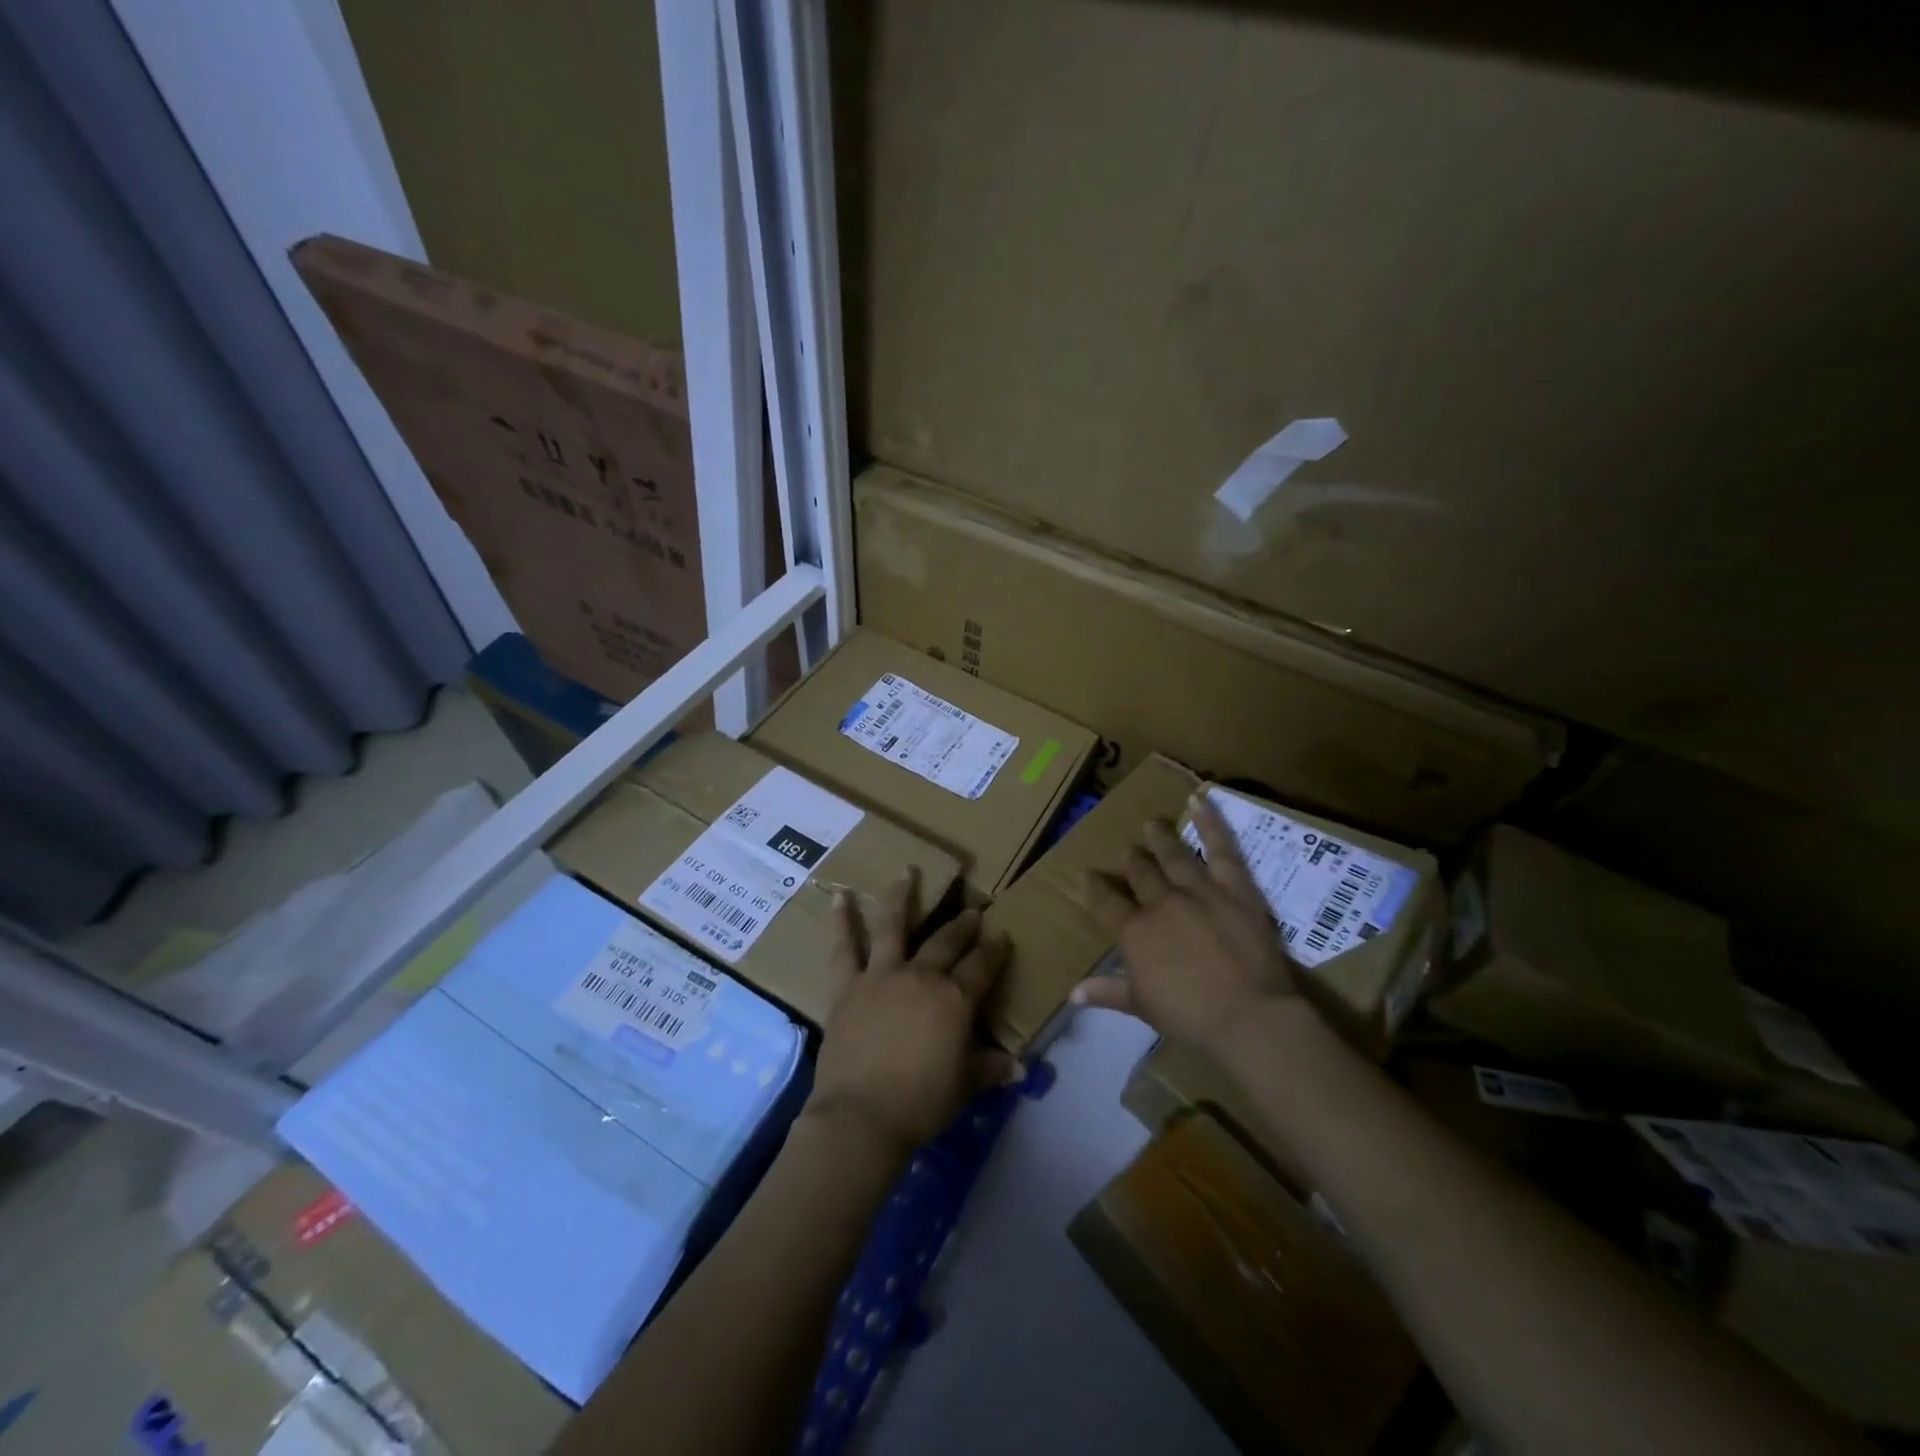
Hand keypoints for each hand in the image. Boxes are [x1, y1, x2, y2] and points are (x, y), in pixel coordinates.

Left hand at [806, 872, 1019, 1162]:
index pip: (982, 966)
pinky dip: (841, 922)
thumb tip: (1021, 1068)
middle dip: (961, 925)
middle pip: (945, 942)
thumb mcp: (964, 1086)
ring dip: (902, 897)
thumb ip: (990, 1069)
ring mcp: (881, 976)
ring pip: (893, 926)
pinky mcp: (847, 986)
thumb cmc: (920, 1103)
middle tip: (971, 911)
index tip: (1002, 935)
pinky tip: (840, 897)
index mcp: (954, 999)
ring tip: (907, 871)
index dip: (995, 950)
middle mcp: (920, 976)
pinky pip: (844, 948)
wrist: (861, 1116)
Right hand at [1073, 791, 1297, 1053]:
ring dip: (1160, 837)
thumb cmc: (1191, 1016)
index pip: (1107, 902)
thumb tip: (1072, 993)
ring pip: (1173, 855)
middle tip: (1127, 852)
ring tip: (1152, 824)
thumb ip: (1107, 992)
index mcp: (1135, 931)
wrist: (1248, 1015)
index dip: (1096, 887)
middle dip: (1131, 861)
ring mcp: (1198, 890)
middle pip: (1140, 873)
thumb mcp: (1142, 1006)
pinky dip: (1210, 822)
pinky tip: (1199, 799)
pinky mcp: (1234, 887)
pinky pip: (1221, 848)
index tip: (1090, 876)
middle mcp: (1161, 902)